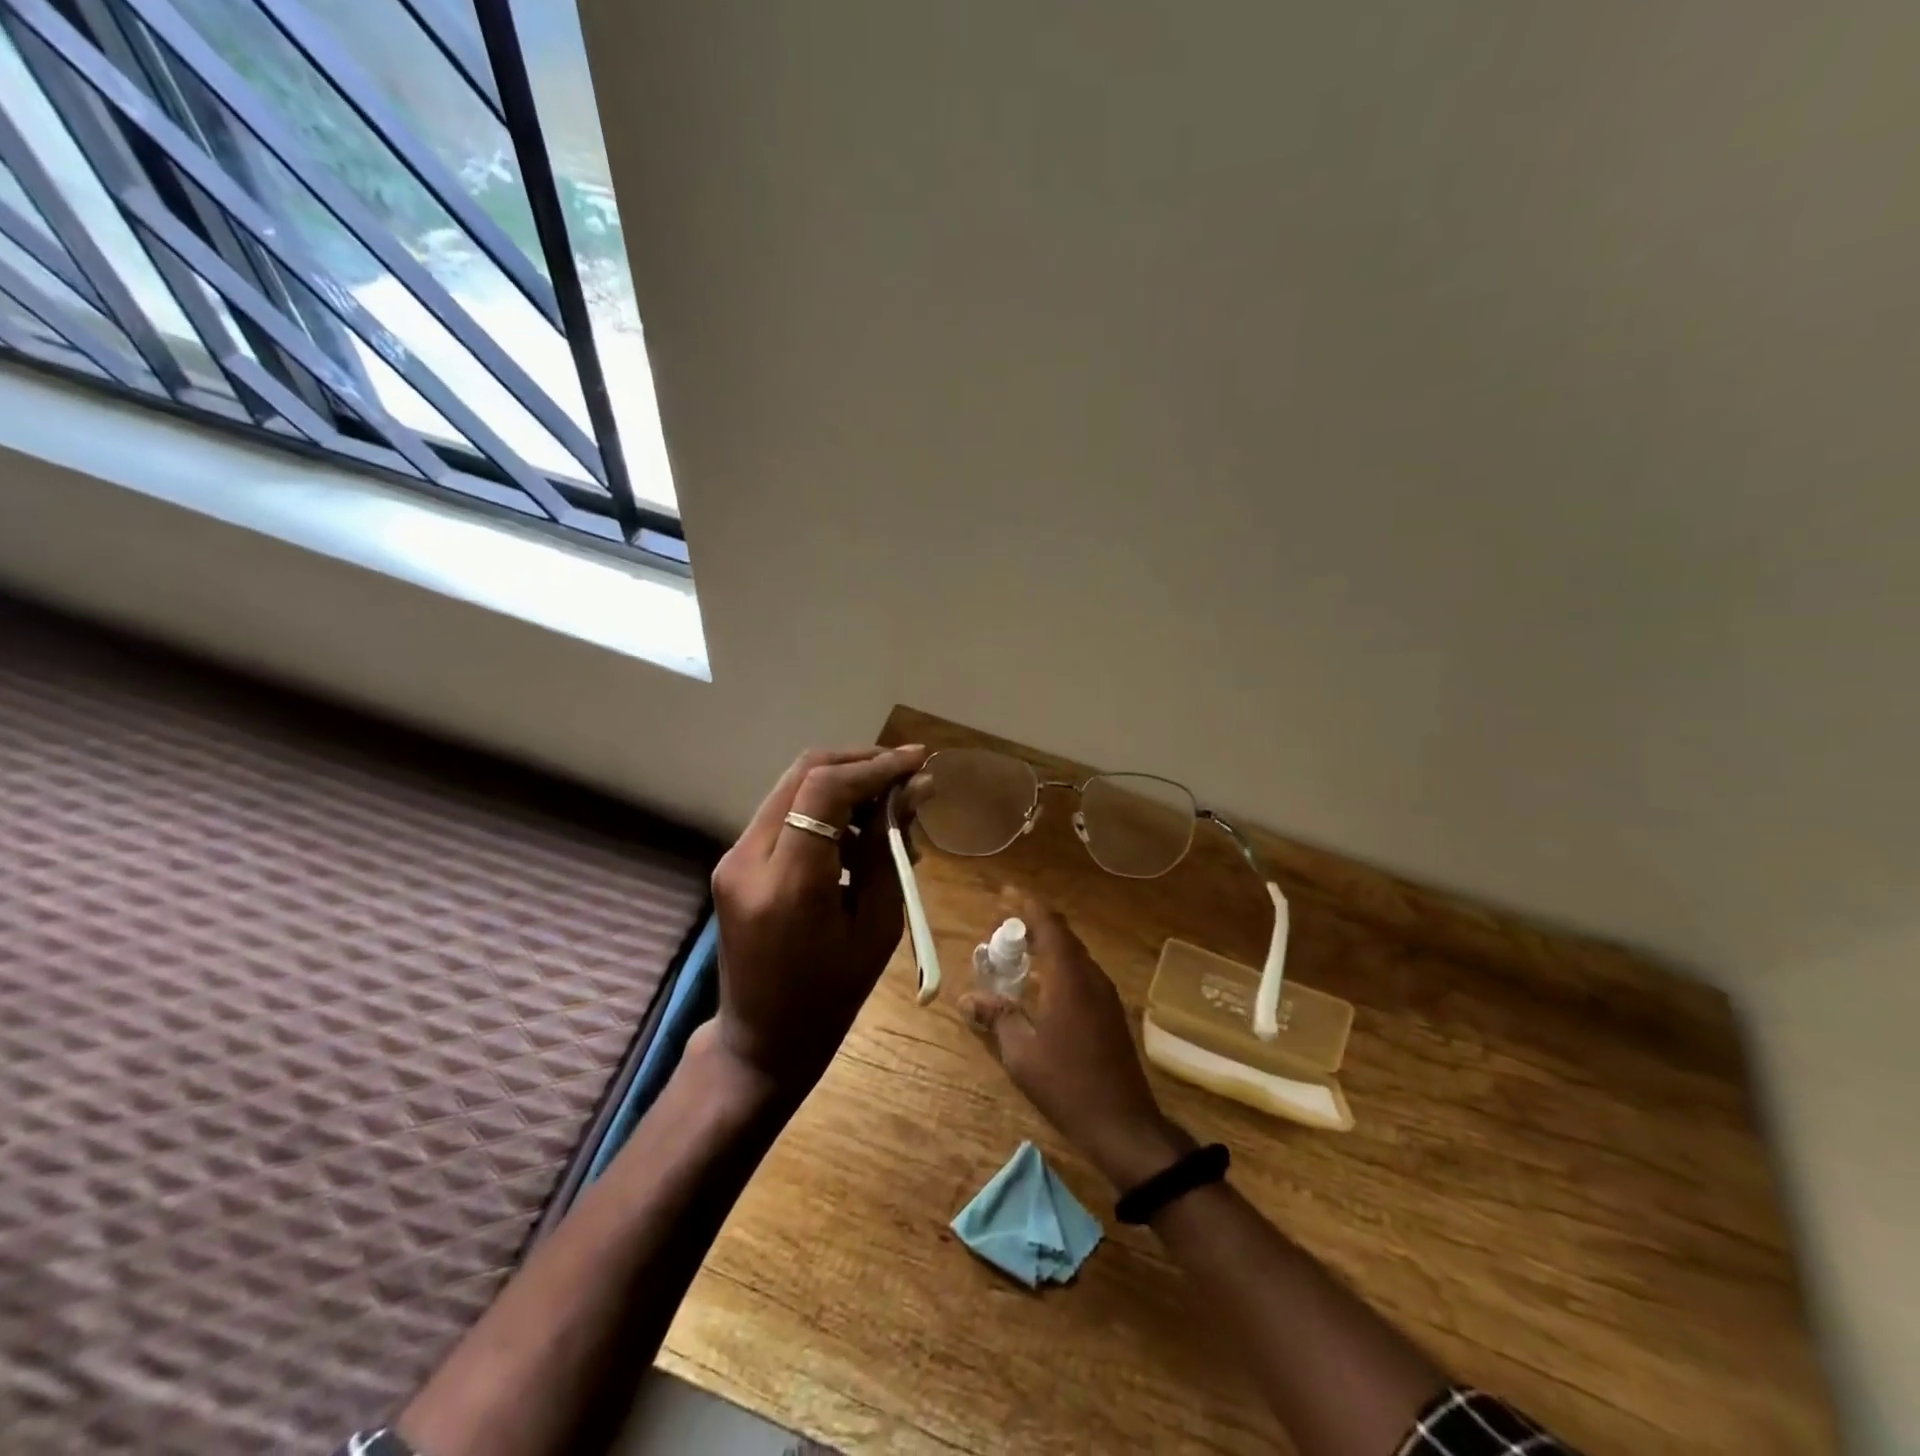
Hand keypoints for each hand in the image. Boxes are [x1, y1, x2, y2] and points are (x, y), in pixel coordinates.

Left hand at [709, 745, 930, 1096]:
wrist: (761, 1041)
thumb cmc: (830, 997)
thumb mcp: (876, 926)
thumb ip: (889, 850)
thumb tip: (914, 790)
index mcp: (786, 884)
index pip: (825, 790)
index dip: (876, 766)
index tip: (919, 761)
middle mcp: (747, 859)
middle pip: (804, 774)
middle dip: (860, 763)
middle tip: (906, 774)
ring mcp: (733, 858)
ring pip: (793, 788)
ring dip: (843, 784)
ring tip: (889, 810)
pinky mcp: (734, 862)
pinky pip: (784, 814)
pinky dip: (823, 809)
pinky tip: (856, 834)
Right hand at [960, 892, 1190, 1189]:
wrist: (1124, 1124)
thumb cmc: (1067, 1085)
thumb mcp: (1021, 1053)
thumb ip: (996, 1017)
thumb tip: (967, 999)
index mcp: (1069, 977)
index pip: (1048, 924)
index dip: (1026, 904)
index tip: (1004, 893)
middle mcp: (1090, 976)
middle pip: (1062, 935)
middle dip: (1033, 923)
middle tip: (1002, 925)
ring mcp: (1105, 994)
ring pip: (1073, 954)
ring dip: (1046, 945)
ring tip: (1016, 951)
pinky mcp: (1110, 1012)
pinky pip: (1080, 973)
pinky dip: (1057, 966)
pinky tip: (1040, 985)